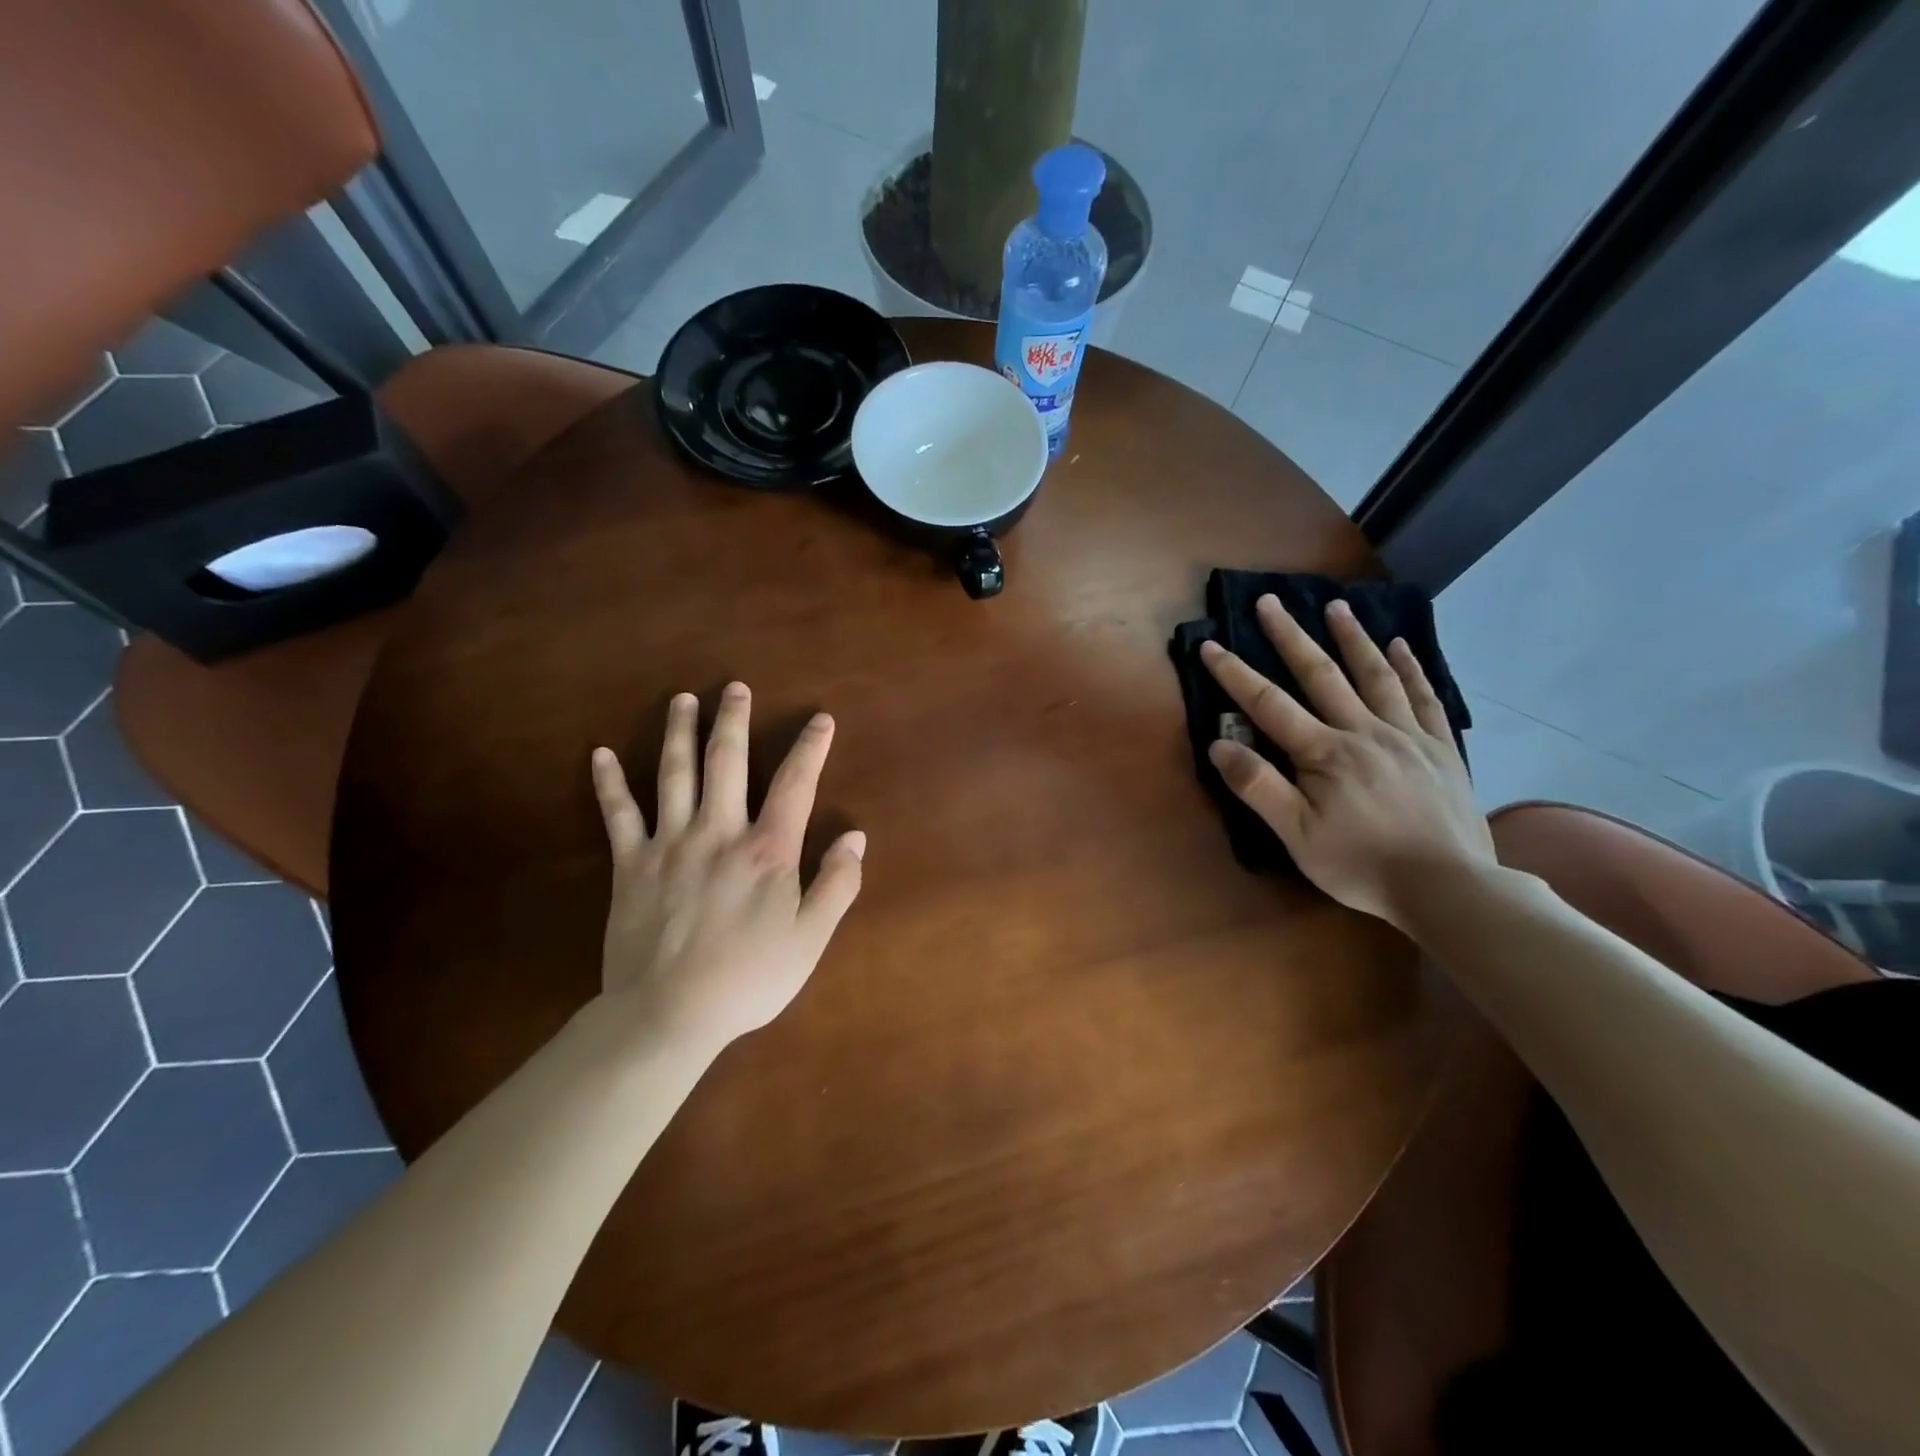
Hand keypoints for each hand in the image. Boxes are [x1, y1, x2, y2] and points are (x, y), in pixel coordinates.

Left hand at [589, 682, 865, 1053]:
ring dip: (679, 733)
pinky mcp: (631, 864)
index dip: (810, 748)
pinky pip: (618, 814)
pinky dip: (608, 783)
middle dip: (733, 721)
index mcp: (767, 851)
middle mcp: (719, 832)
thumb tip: (855, 837)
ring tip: (683, 700)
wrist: (668, 1014)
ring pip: (674, 775)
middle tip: (735, 687)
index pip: (795, 785)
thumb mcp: (810, 939)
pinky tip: (599, 754)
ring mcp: (670, 844)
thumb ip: (837, 885)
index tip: (820, 719)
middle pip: (727, 762)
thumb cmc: (748, 979)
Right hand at [1201, 596, 1493, 929]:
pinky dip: (1410, 668)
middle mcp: (1363, 731)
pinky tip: (1400, 645)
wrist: (1448, 886)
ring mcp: (1407, 736)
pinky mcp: (1440, 748)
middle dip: (1290, 637)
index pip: (1268, 704)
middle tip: (1270, 601)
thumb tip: (1218, 744)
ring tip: (1335, 606)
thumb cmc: (1361, 864)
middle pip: (1321, 675)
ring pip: (1375, 676)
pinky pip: (1425, 697)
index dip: (1235, 674)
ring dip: (1351, 638)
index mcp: (1324, 753)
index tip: (1211, 645)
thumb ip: (1257, 787)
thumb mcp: (1296, 835)